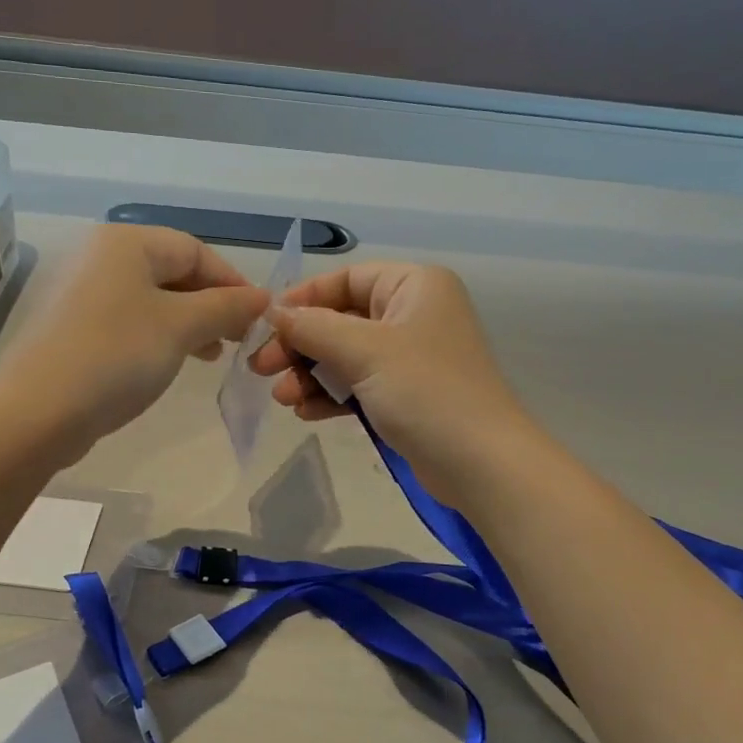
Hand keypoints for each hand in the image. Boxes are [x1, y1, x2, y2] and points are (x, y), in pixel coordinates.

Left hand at [0, 225, 268, 457]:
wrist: (37, 411)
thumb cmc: (116, 356)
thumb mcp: (181, 327)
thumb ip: (226, 307)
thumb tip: (263, 297)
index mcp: (125, 243)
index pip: (194, 250)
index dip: (232, 281)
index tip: (259, 317)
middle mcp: (100, 257)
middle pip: (172, 272)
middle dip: (211, 304)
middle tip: (240, 338)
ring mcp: (81, 292)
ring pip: (152, 299)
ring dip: (189, 323)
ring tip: (214, 354)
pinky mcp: (72, 327)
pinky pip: (129, 320)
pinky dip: (159, 335)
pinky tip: (175, 360)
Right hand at [248, 262, 534, 501]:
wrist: (480, 463)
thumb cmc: (425, 390)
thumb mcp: (364, 351)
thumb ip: (313, 327)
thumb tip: (273, 312)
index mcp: (414, 286)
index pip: (347, 279)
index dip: (304, 299)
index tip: (266, 324)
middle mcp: (414, 313)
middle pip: (341, 319)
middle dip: (301, 344)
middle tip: (262, 368)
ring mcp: (411, 357)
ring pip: (346, 355)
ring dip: (311, 373)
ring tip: (282, 397)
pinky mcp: (407, 395)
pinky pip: (359, 384)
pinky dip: (331, 395)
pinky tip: (306, 412)